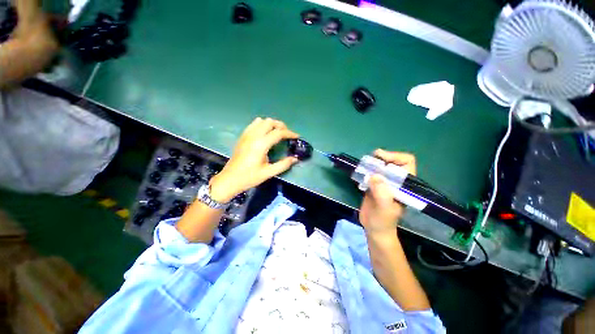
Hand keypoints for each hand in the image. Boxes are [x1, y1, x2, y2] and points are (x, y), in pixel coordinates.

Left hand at [209, 118, 299, 202]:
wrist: (230, 179)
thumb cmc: (249, 177)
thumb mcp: (268, 173)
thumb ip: (283, 164)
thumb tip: (295, 159)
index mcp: (261, 144)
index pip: (278, 133)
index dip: (289, 133)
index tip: (297, 136)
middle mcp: (253, 136)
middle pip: (270, 122)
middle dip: (281, 126)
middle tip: (287, 134)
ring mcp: (246, 135)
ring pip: (261, 121)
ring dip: (271, 124)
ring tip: (277, 132)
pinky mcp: (242, 137)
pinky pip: (253, 124)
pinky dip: (262, 125)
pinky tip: (265, 133)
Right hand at [359, 149, 415, 234]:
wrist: (374, 229)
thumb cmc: (383, 221)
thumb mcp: (384, 208)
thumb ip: (382, 192)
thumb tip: (373, 175)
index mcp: (404, 185)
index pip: (406, 162)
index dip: (395, 156)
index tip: (380, 158)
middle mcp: (396, 181)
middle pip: (391, 161)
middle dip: (381, 158)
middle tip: (368, 161)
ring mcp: (384, 182)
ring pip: (380, 166)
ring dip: (371, 163)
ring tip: (362, 165)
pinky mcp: (373, 185)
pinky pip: (370, 173)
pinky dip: (364, 169)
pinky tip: (359, 172)